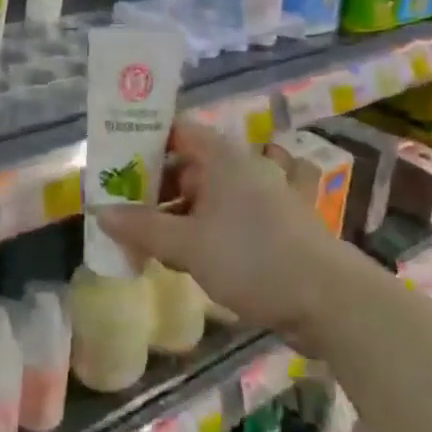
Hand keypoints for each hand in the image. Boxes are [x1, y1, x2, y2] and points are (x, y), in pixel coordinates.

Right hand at [98, 120, 351, 343]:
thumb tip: (101, 213)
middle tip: (125, 209)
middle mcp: (242, 165)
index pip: (175, 130)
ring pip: (208, 191)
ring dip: (179, 210)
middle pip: (188, 163)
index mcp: (221, 156)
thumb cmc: (254, 258)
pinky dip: (206, 226)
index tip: (116, 164)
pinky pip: (229, 214)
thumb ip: (143, 229)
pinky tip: (188, 253)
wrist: (331, 300)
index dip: (144, 142)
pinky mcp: (276, 223)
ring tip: (150, 238)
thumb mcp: (189, 246)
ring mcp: (262, 193)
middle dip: (156, 185)